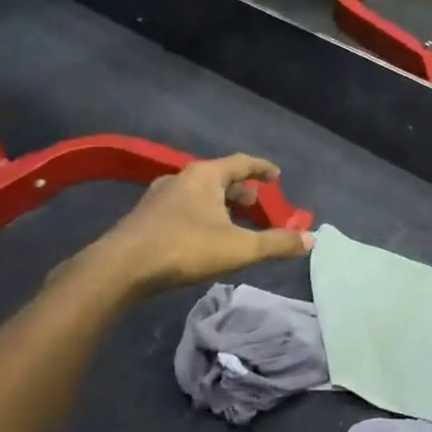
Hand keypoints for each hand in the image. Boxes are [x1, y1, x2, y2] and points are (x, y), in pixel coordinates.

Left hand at [78, 154, 311, 299]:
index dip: (263, 168)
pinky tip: (203, 237)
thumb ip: (277, 243)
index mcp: (206, 175)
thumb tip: (311, 239)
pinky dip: (201, 215)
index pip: (242, 162)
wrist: (119, 269)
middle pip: (220, 177)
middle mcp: (181, 178)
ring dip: (220, 204)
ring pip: (199, 193)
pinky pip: (182, 208)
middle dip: (242, 190)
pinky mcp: (144, 218)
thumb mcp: (240, 248)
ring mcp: (159, 197)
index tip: (277, 175)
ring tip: (234, 222)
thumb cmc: (185, 248)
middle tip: (258, 206)